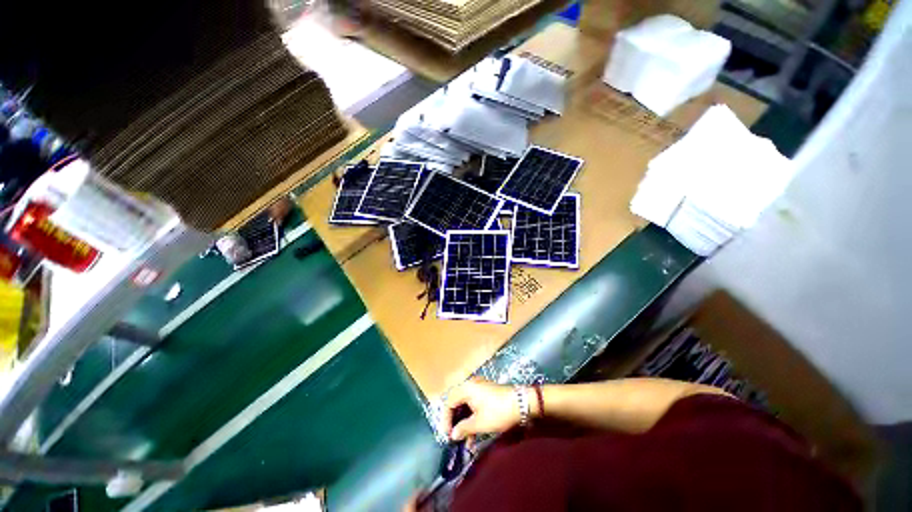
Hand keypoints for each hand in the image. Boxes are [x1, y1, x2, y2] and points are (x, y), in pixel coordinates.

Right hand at [443, 377, 519, 440]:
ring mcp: (479, 387)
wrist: (522, 403)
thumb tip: (453, 435)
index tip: (448, 435)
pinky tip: (474, 433)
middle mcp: (470, 384)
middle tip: (455, 437)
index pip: (449, 402)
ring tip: (465, 440)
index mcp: (466, 388)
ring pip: (465, 404)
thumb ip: (463, 428)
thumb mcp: (480, 423)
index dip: (446, 420)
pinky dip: (471, 416)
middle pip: (456, 402)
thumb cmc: (498, 412)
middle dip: (455, 421)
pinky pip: (473, 403)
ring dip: (464, 421)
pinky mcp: (486, 392)